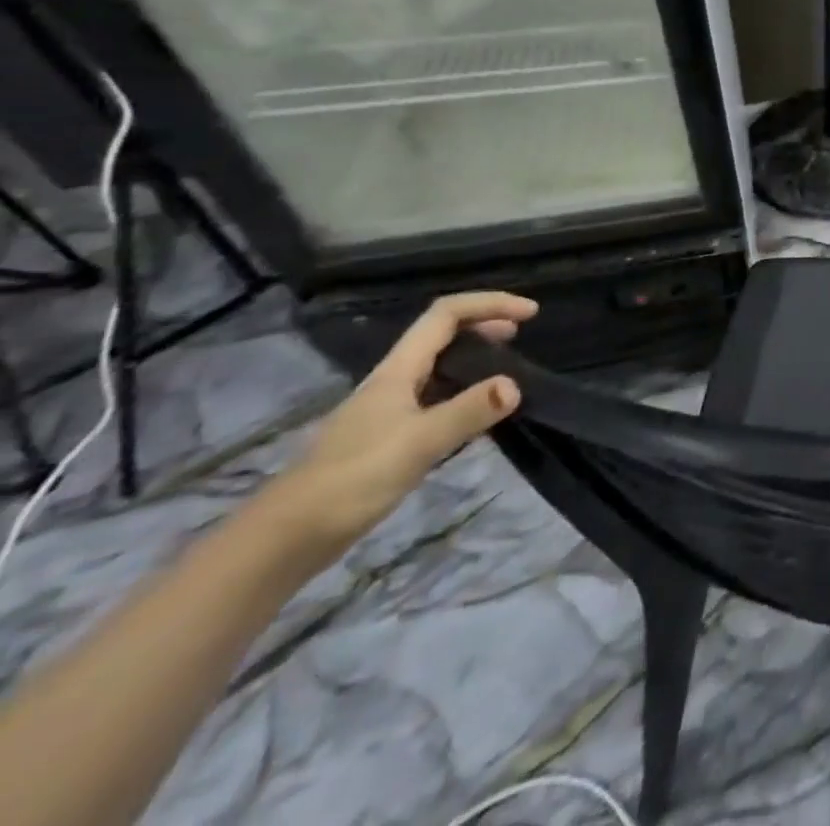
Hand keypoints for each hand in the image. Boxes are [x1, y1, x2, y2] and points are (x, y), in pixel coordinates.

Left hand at [268, 292, 535, 558]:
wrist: (283, 541)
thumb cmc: (351, 481)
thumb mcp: (418, 444)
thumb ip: (467, 412)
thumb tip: (514, 385)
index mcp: (397, 372)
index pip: (446, 315)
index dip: (489, 304)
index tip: (530, 313)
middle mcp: (392, 382)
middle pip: (441, 334)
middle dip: (484, 324)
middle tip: (521, 336)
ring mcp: (387, 410)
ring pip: (437, 365)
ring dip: (474, 356)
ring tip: (505, 369)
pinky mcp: (386, 437)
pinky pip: (434, 396)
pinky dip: (463, 390)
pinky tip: (474, 414)